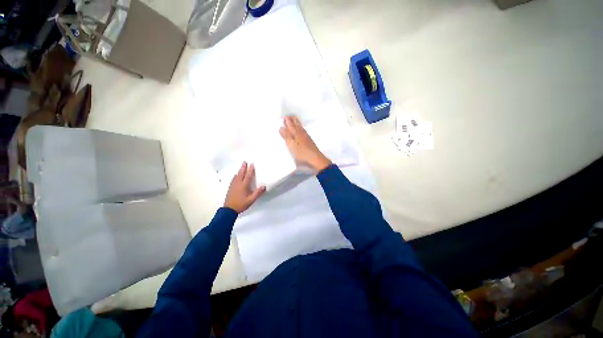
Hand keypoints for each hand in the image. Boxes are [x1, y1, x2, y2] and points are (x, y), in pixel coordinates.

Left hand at [224, 162, 265, 213]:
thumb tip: (263, 186)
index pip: (248, 176)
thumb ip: (257, 193)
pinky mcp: (230, 188)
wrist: (229, 209)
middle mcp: (238, 184)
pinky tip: (235, 176)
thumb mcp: (251, 200)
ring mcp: (233, 186)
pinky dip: (235, 176)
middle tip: (244, 162)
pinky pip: (233, 179)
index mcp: (243, 186)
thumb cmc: (241, 204)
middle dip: (243, 168)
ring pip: (237, 176)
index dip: (250, 170)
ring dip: (239, 171)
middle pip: (241, 174)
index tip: (252, 164)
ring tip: (241, 167)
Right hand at [279, 116, 331, 171]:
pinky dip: (300, 126)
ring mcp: (306, 136)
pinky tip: (301, 128)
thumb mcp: (291, 145)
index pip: (290, 125)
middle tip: (289, 116)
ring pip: (300, 126)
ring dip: (296, 122)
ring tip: (294, 119)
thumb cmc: (302, 152)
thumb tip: (281, 128)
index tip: (284, 117)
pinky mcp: (309, 139)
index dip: (287, 121)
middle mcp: (301, 132)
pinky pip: (303, 129)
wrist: (315, 157)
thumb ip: (286, 136)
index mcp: (296, 133)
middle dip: (292, 119)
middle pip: (296, 124)